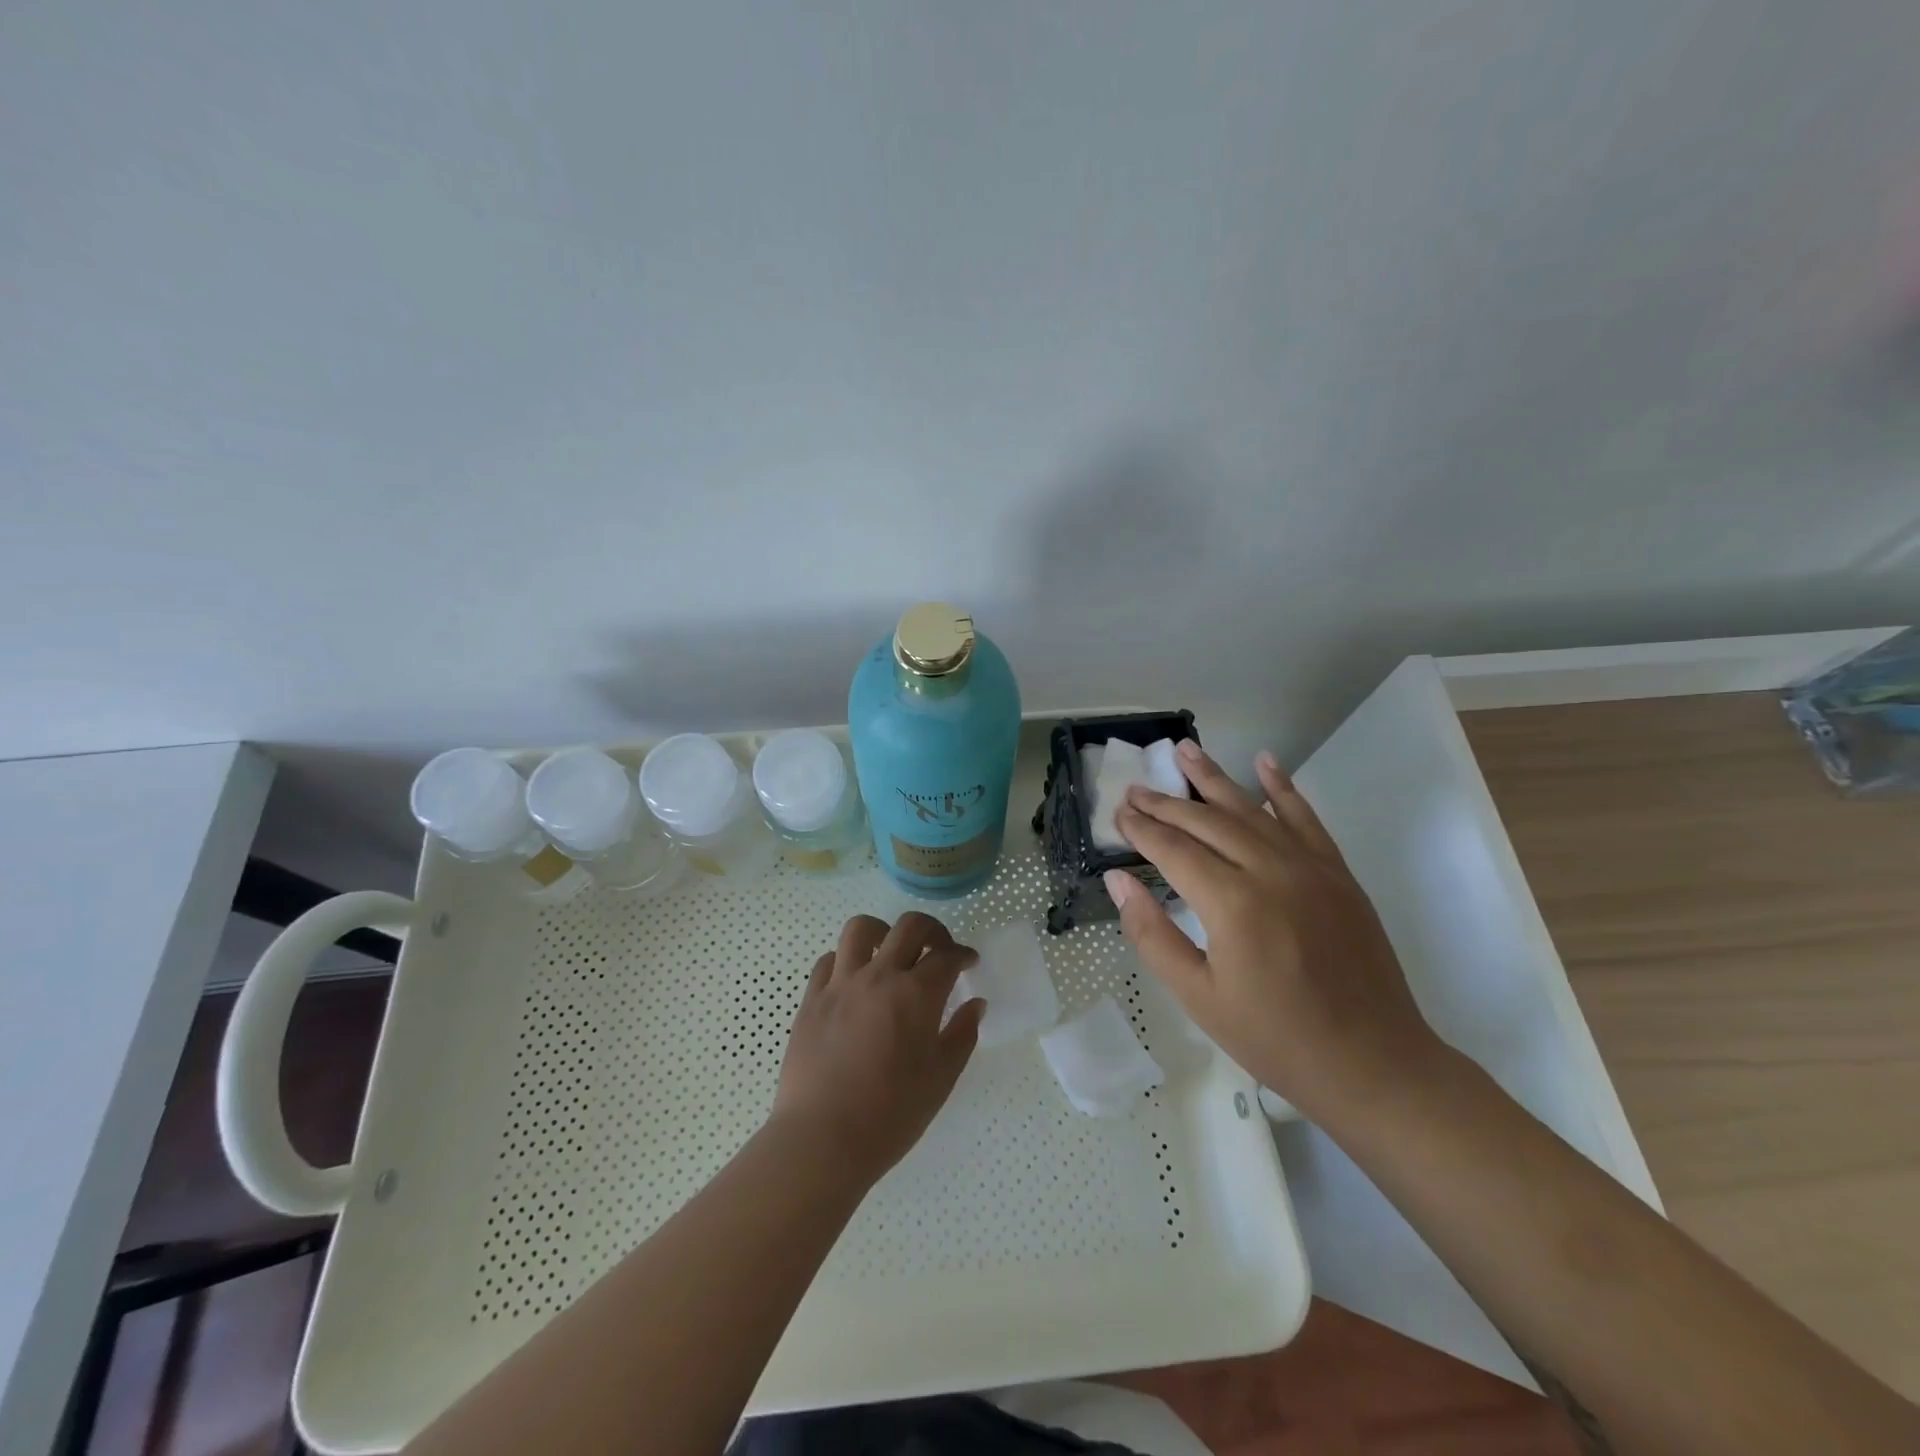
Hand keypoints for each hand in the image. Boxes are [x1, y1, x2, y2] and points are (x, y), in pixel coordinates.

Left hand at [771, 912, 984, 1182]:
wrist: (822, 1139)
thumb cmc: (890, 1115)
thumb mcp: (940, 1079)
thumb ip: (962, 1035)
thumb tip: (975, 1004)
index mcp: (916, 994)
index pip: (946, 956)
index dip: (963, 955)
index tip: (968, 962)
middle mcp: (879, 976)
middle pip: (909, 927)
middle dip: (932, 930)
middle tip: (938, 948)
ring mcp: (840, 984)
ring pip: (861, 929)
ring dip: (883, 932)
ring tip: (889, 951)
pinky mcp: (811, 999)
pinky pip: (829, 960)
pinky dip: (846, 960)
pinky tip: (853, 980)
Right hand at [1107, 740, 1442, 1120]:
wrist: (1373, 1064)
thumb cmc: (1275, 1038)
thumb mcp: (1198, 996)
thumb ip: (1153, 932)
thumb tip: (1119, 880)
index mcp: (1232, 904)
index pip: (1174, 850)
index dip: (1141, 829)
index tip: (1118, 813)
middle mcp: (1270, 871)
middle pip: (1207, 822)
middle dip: (1166, 804)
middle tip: (1135, 789)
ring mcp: (1310, 867)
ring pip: (1251, 809)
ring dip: (1214, 778)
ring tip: (1184, 750)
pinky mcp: (1337, 874)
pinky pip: (1306, 819)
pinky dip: (1283, 788)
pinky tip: (1266, 762)